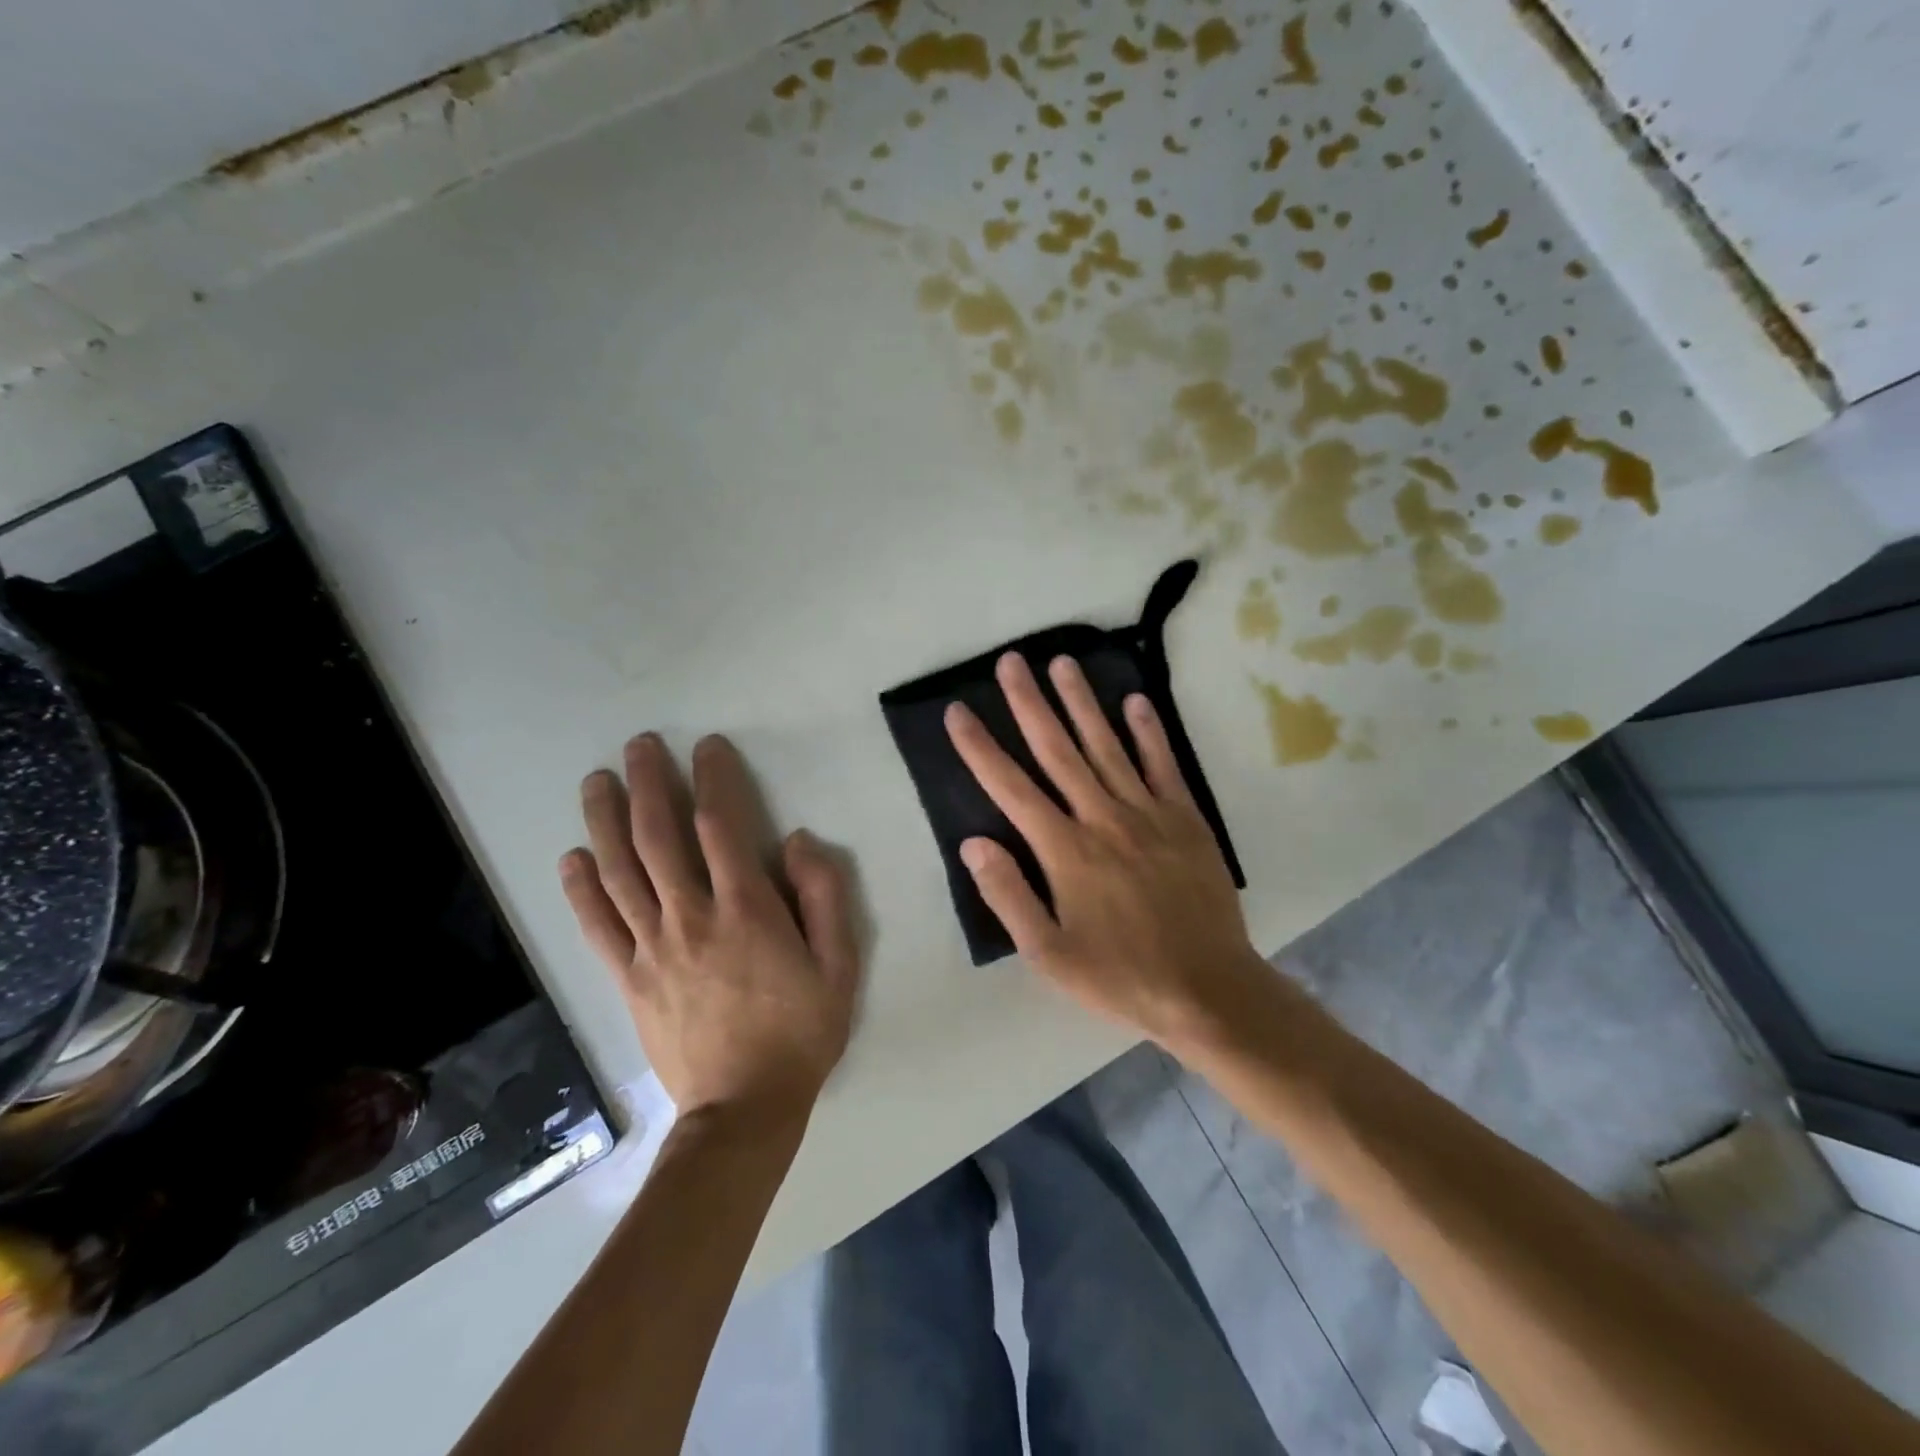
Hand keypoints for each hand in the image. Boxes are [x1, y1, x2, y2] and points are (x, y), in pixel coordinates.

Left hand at [559, 733, 859, 1126]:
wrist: (744, 1108)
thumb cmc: (801, 1032)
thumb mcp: (840, 964)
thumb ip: (824, 897)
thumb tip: (796, 841)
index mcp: (747, 910)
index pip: (722, 825)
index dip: (713, 779)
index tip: (706, 747)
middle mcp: (692, 917)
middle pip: (659, 837)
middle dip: (648, 783)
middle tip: (638, 746)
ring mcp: (654, 948)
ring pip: (620, 872)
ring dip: (605, 821)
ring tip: (595, 781)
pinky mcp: (630, 979)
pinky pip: (598, 927)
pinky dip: (581, 889)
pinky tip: (572, 858)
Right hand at [945, 654, 1269, 1055]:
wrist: (1209, 991)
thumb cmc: (1120, 976)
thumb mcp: (1049, 955)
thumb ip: (1009, 896)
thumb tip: (973, 843)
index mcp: (1065, 851)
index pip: (1011, 788)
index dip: (980, 748)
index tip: (958, 711)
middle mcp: (1102, 819)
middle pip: (1057, 751)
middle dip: (1029, 704)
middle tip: (1010, 662)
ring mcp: (1148, 814)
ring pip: (1107, 746)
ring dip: (1082, 702)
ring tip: (1061, 663)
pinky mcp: (1186, 819)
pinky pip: (1163, 765)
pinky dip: (1149, 731)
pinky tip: (1135, 701)